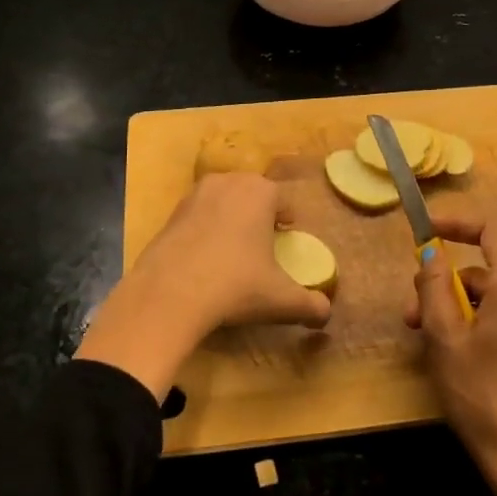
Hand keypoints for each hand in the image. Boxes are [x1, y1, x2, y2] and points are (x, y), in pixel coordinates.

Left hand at [76, 173, 331, 399]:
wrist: (170, 293)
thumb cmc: (235, 286)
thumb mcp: (281, 299)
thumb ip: (311, 305)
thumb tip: (327, 313)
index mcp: (261, 192)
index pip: (282, 200)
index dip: (287, 219)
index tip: (286, 237)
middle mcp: (229, 182)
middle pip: (251, 194)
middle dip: (258, 214)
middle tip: (262, 243)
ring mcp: (196, 194)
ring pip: (223, 201)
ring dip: (230, 218)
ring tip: (232, 249)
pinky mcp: (171, 212)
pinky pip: (198, 216)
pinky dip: (204, 230)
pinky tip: (204, 258)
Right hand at [412, 207, 496, 495]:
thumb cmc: (481, 394)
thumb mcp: (444, 338)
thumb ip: (433, 287)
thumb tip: (430, 253)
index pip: (491, 230)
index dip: (457, 223)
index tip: (426, 232)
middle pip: (482, 271)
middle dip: (443, 285)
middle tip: (412, 316)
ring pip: (489, 298)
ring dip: (455, 310)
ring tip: (426, 342)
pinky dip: (475, 324)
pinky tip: (454, 354)